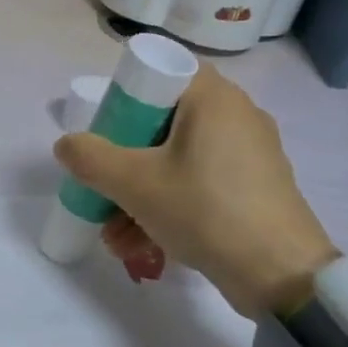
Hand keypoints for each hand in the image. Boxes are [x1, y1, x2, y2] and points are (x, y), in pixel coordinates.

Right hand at [53, 66, 337, 316]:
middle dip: (124, 165)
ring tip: (114, 238)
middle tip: (102, 191)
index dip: (126, 99)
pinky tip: (141, 246)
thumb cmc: (204, 211)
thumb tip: (67, 144)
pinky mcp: (255, 189)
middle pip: (163, 125)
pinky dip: (169, 206)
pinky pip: (199, 185)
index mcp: (214, 98)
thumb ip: (90, 158)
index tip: (105, 135)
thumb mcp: (134, 184)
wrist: (280, 274)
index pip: (163, 73)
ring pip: (177, 162)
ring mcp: (250, 155)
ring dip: (138, 196)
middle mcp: (237, 116)